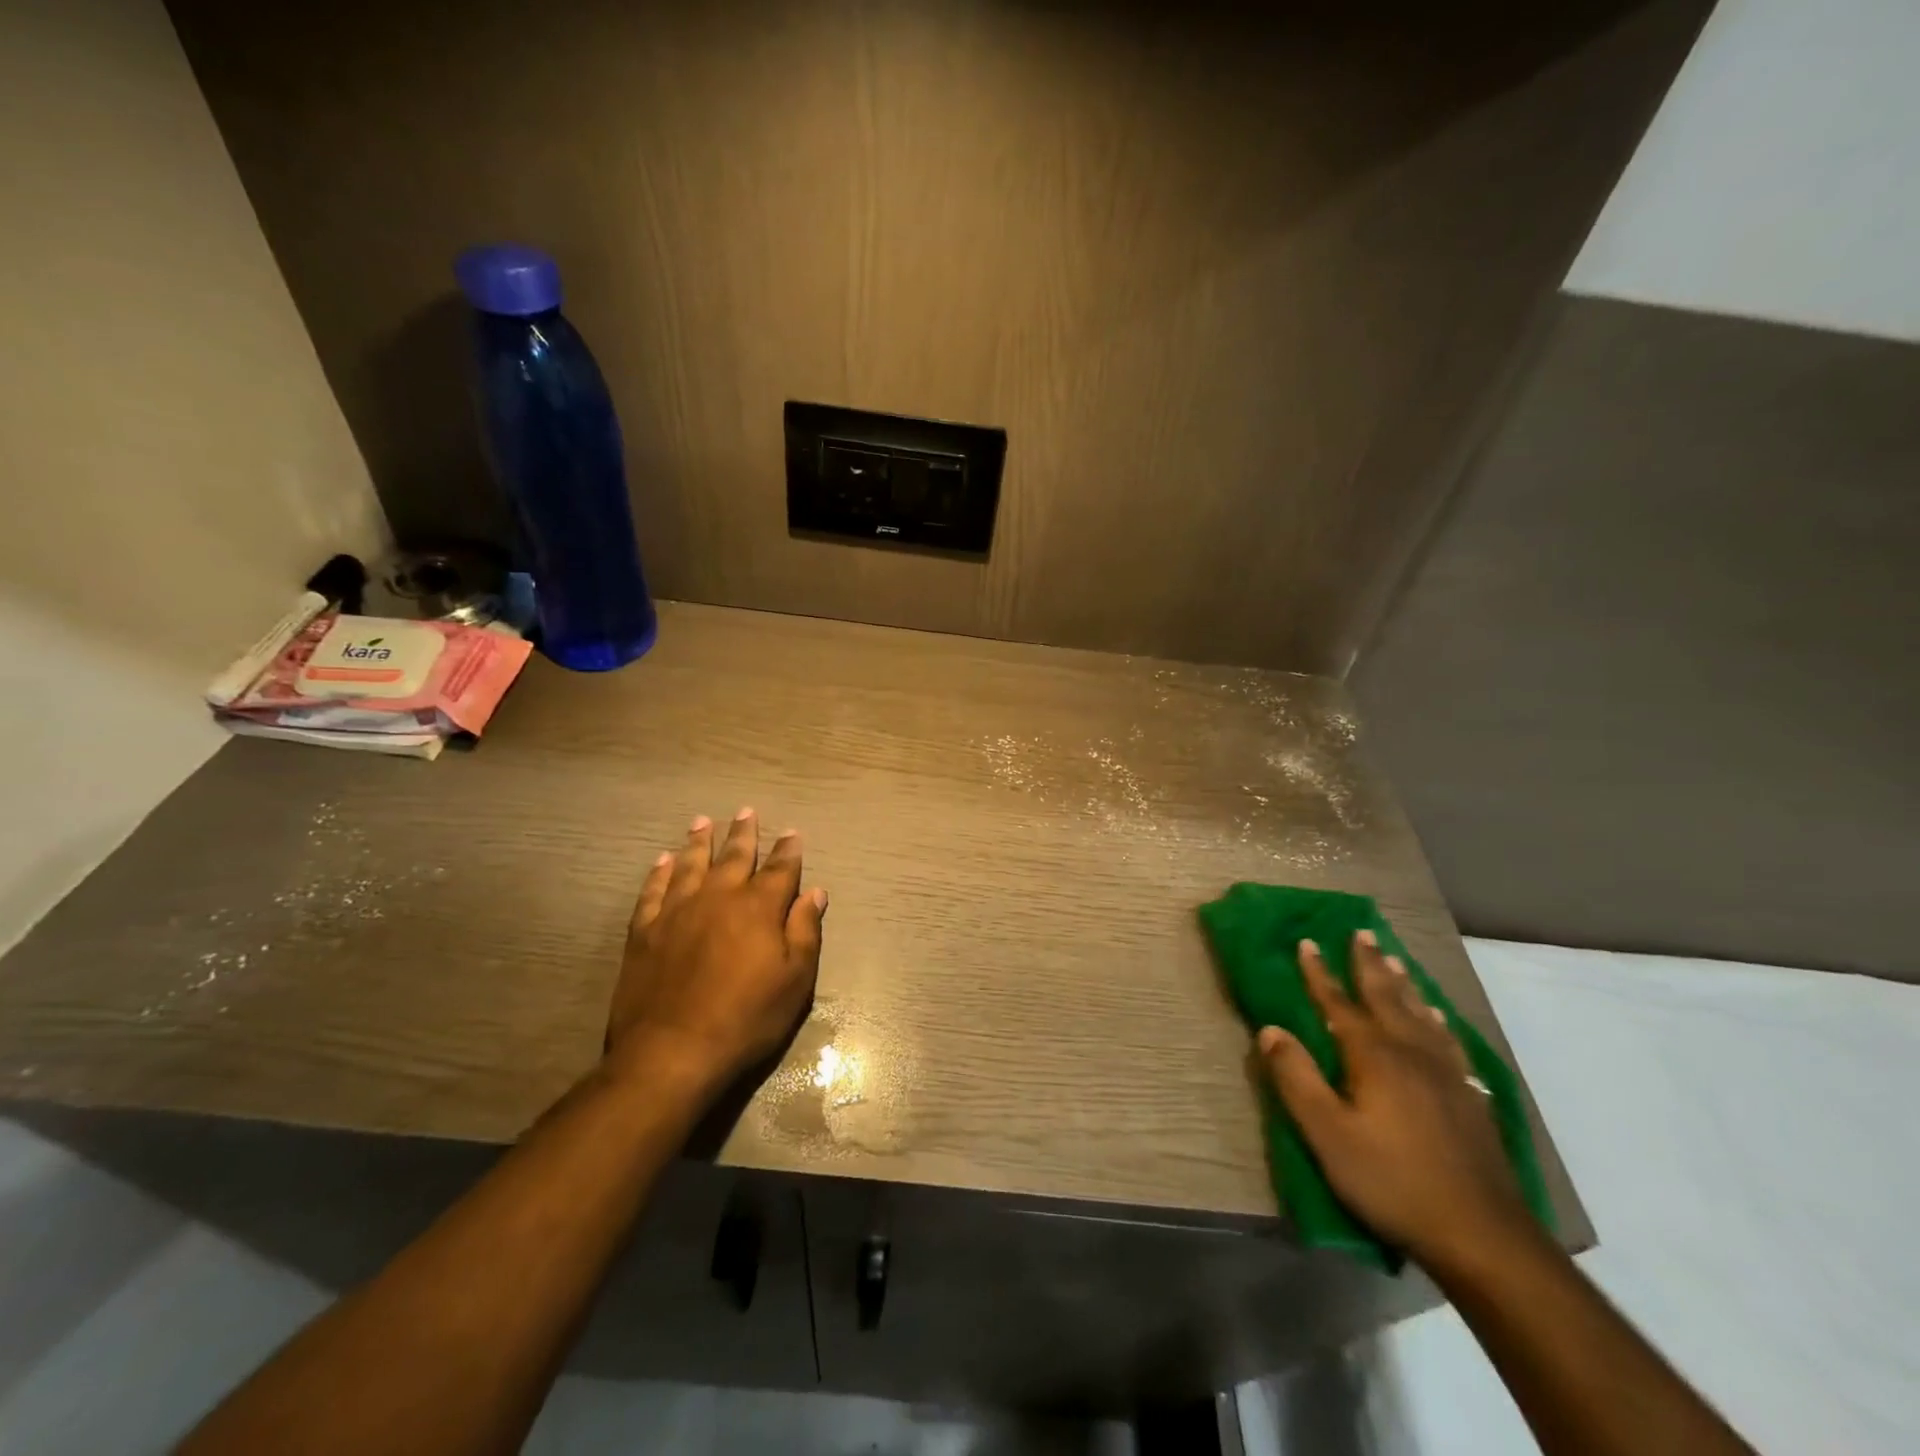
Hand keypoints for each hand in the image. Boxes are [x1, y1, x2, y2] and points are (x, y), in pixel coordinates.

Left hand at [607, 808, 826, 1089]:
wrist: (672, 1051)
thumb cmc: (746, 1018)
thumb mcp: (795, 980)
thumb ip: (805, 930)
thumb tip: (814, 892)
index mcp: (759, 907)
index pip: (779, 869)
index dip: (788, 850)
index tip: (792, 832)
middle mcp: (719, 897)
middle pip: (734, 856)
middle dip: (744, 833)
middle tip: (746, 810)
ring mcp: (678, 911)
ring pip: (691, 864)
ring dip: (699, 842)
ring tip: (703, 821)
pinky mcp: (645, 931)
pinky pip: (653, 891)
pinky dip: (659, 873)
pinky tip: (662, 861)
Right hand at [1257, 932, 1531, 1270]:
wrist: (1483, 1236)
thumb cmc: (1392, 1181)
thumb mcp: (1328, 1134)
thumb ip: (1296, 1078)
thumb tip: (1270, 1029)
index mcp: (1374, 1056)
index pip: (1338, 1003)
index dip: (1319, 973)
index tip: (1306, 941)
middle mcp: (1411, 1052)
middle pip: (1386, 997)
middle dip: (1369, 964)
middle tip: (1361, 932)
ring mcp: (1447, 1074)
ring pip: (1420, 1013)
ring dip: (1403, 983)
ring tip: (1395, 960)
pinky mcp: (1469, 1097)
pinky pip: (1448, 1040)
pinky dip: (1437, 1019)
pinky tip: (1437, 1019)